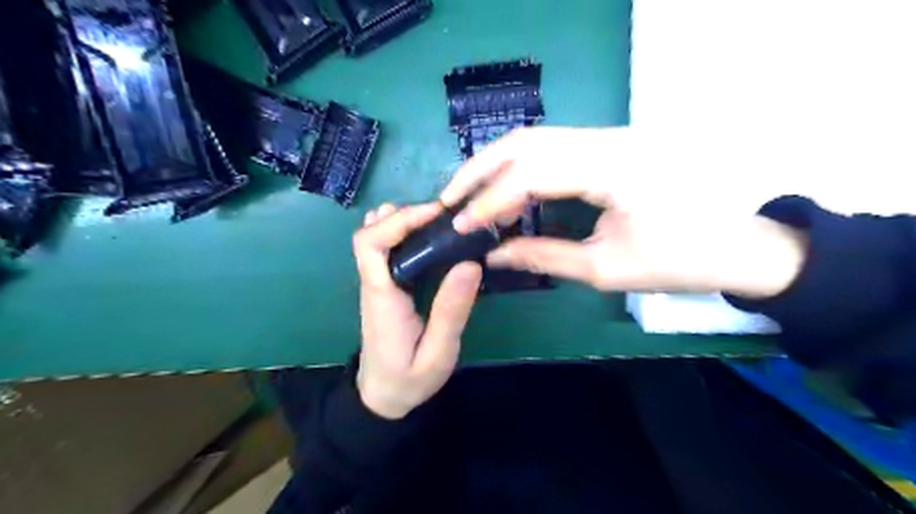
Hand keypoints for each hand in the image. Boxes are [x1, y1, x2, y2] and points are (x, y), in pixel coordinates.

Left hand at [351, 203, 480, 419]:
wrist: (381, 397)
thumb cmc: (409, 379)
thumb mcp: (438, 353)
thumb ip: (451, 311)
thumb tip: (470, 263)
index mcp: (383, 297)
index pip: (371, 245)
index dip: (399, 221)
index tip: (434, 214)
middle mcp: (373, 284)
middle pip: (371, 234)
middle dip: (404, 215)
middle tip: (443, 215)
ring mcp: (376, 284)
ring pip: (376, 239)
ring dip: (401, 221)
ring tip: (437, 219)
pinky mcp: (384, 288)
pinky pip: (386, 251)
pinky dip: (402, 233)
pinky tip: (426, 233)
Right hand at [439, 124, 802, 298]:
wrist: (739, 245)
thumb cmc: (680, 262)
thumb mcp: (605, 269)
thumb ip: (543, 257)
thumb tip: (493, 256)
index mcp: (615, 169)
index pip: (533, 172)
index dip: (491, 198)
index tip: (462, 224)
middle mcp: (610, 139)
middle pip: (527, 140)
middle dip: (481, 169)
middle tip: (450, 197)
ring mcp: (611, 136)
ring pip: (537, 137)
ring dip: (496, 162)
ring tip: (468, 191)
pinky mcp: (611, 144)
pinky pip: (553, 146)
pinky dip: (519, 164)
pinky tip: (504, 186)